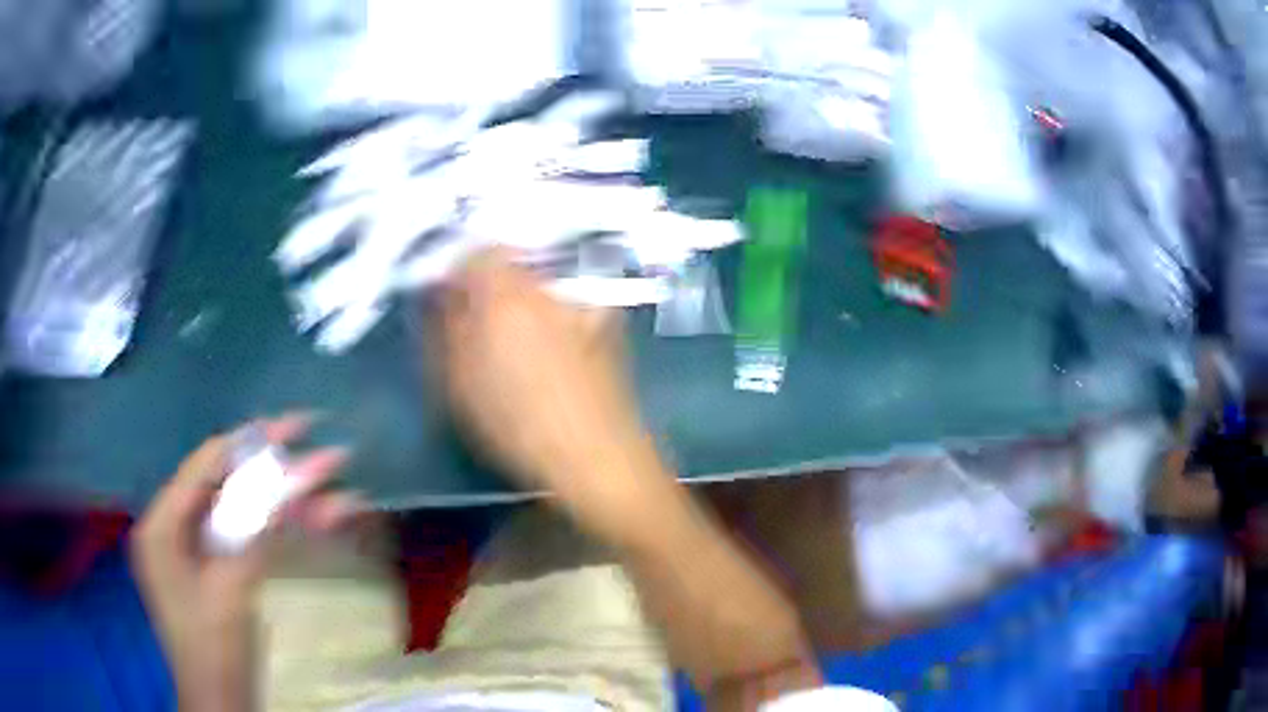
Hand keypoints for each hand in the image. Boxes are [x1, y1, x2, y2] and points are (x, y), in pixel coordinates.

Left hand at [131, 415, 356, 711]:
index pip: (204, 466)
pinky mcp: (223, 571)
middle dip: (278, 472)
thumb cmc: (213, 648)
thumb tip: (291, 478)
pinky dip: (285, 532)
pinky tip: (323, 524)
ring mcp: (201, 551)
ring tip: (340, 497)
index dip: (248, 442)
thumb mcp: (230, 589)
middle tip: (324, 450)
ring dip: (291, 506)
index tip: (292, 426)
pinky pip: (253, 541)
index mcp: (162, 524)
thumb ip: (254, 530)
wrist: (222, 702)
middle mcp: (178, 528)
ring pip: (248, 515)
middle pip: (229, 486)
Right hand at [435, 249, 667, 536]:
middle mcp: (547, 286)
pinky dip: (554, 316)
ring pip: (542, 284)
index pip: (476, 253)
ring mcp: (582, 303)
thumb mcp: (458, 382)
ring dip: (523, 301)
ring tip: (517, 341)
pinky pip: (569, 305)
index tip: (449, 299)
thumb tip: (442, 295)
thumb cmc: (516, 424)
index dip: (459, 271)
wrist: (595, 455)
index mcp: (505, 293)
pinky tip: (553, 352)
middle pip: (512, 264)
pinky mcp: (609, 324)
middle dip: (490, 285)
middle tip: (479, 322)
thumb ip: (444, 328)